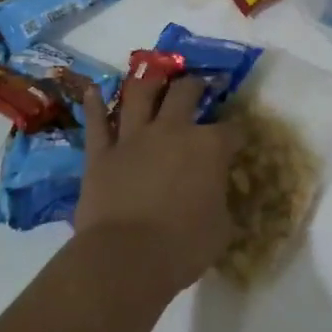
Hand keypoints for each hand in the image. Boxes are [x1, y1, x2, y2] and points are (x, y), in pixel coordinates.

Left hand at [74, 75, 240, 294]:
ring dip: (148, 81)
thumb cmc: (183, 247)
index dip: (237, 133)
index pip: (231, 130)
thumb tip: (216, 194)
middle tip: (197, 85)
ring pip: (140, 95)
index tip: (238, 138)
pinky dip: (93, 106)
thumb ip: (219, 201)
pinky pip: (96, 123)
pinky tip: (92, 90)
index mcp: (209, 147)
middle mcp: (172, 130)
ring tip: (154, 73)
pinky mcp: (101, 153)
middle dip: (195, 86)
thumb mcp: (221, 228)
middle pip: (185, 93)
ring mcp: (133, 138)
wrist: (125, 258)